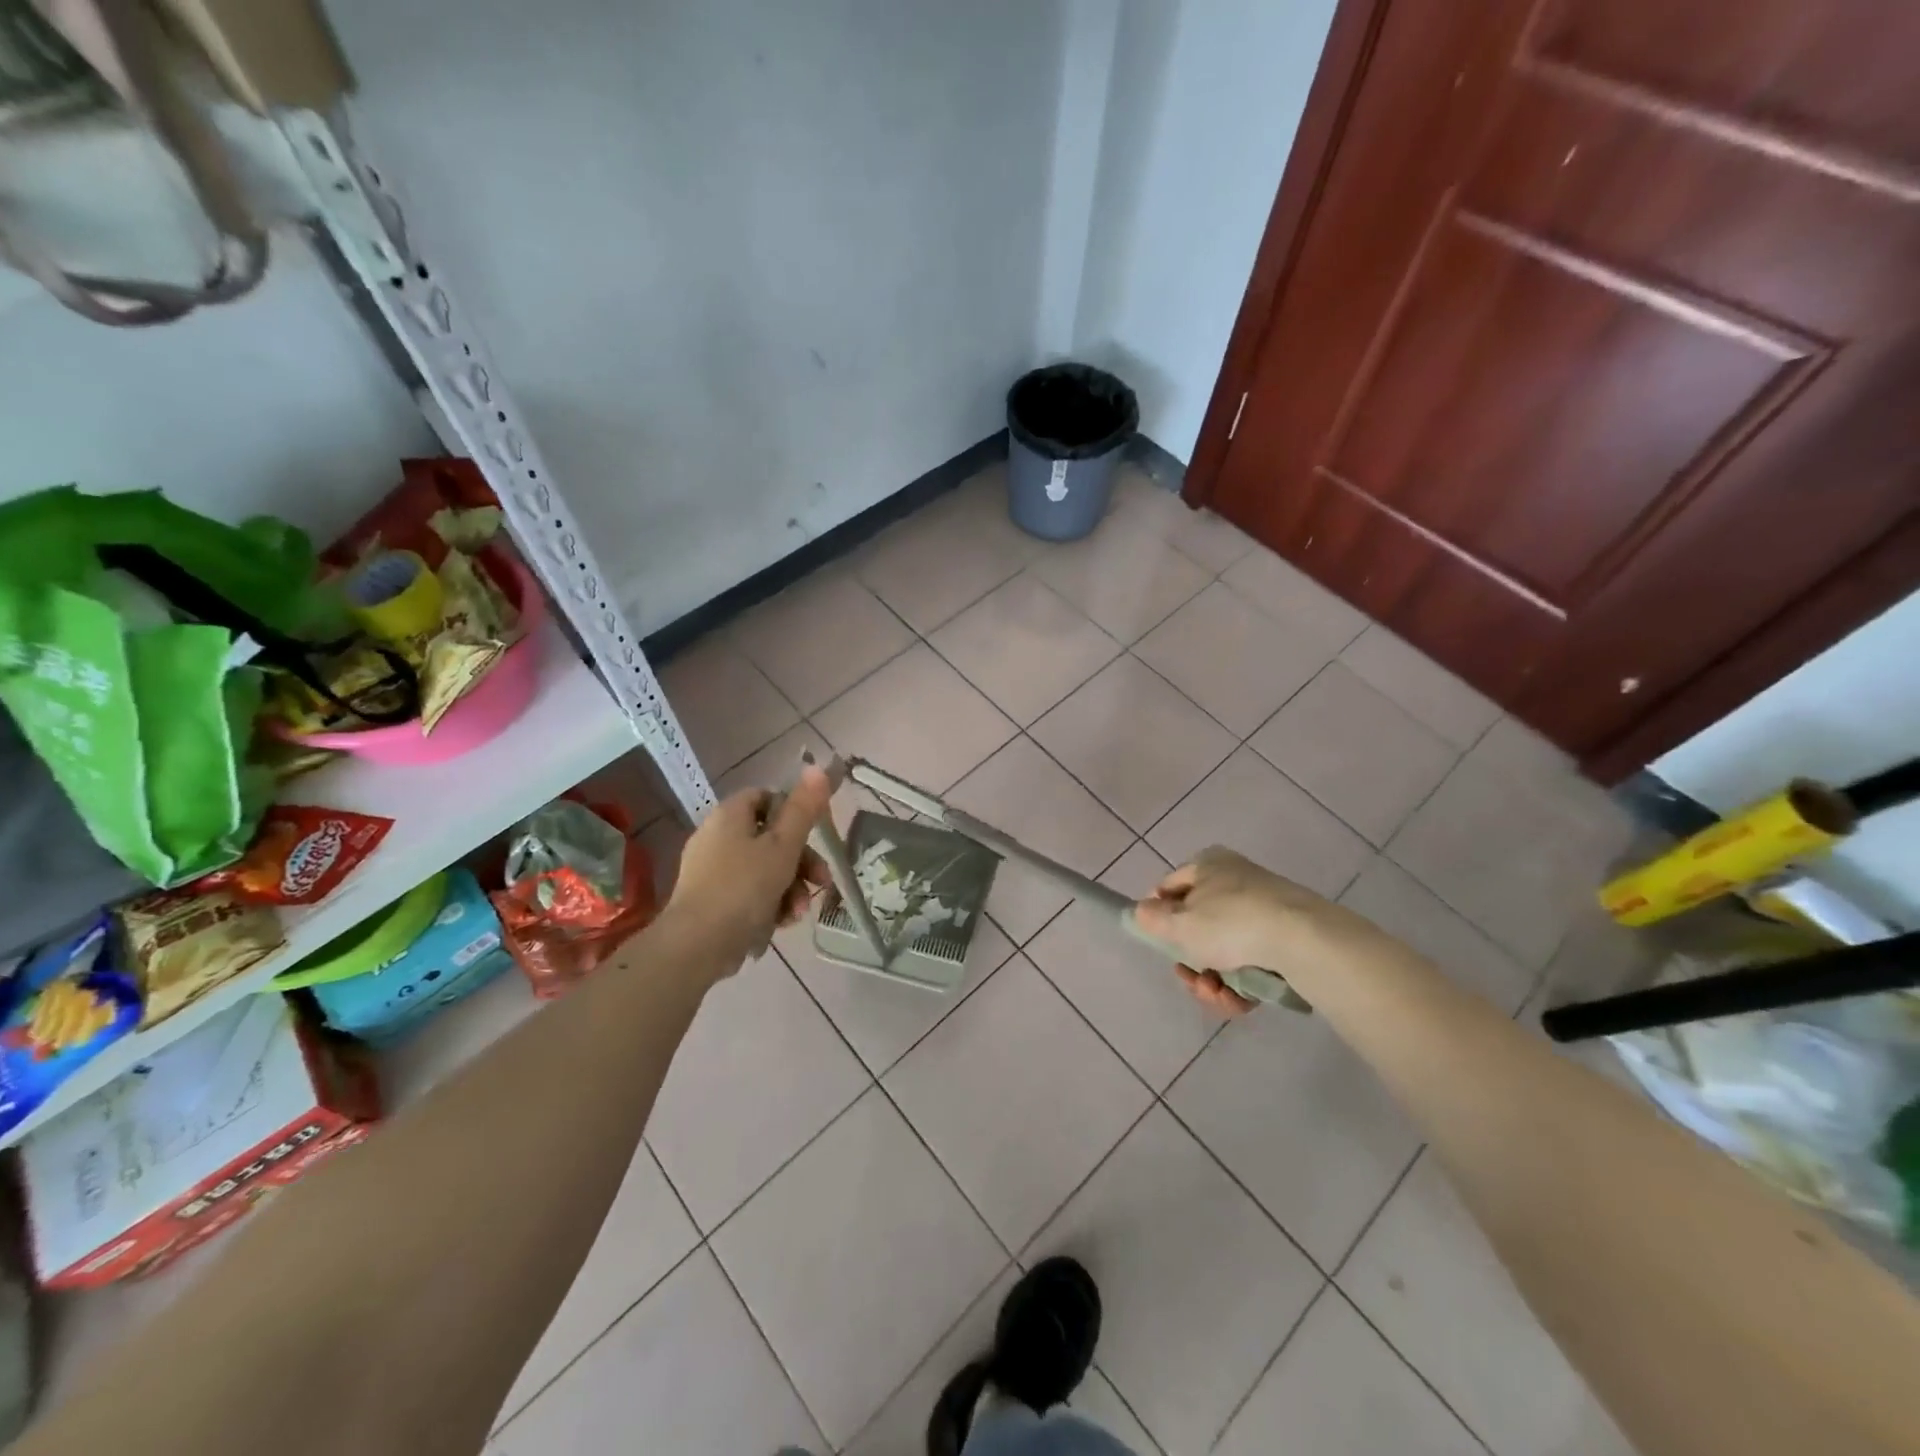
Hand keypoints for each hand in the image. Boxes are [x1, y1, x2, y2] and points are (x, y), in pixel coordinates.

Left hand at [664, 766, 832, 974]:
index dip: (794, 812)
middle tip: (820, 882)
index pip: (767, 797)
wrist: (697, 945)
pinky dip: (768, 905)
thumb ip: (804, 809)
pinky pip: (748, 894)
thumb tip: (818, 767)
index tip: (814, 835)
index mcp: (730, 815)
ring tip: (797, 913)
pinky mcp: (710, 901)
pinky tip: (779, 925)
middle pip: (770, 838)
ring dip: (789, 889)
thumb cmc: (744, 887)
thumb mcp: (784, 845)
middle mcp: (717, 836)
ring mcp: (711, 871)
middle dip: (801, 862)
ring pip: (763, 870)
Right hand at [1132, 847, 1347, 1016]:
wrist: (1303, 941)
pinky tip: (1239, 1001)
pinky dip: (1241, 984)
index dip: (1158, 915)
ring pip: (1224, 949)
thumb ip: (1153, 920)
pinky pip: (1251, 961)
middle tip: (1190, 979)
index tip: (1158, 944)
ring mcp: (1263, 909)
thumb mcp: (1179, 924)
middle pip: (1198, 925)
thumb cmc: (1230, 923)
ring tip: (1217, 995)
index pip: (1170, 887)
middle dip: (1190, 960)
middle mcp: (1235, 880)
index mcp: (1207, 864)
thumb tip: (1141, 911)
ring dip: (1213, 979)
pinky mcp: (1286, 938)